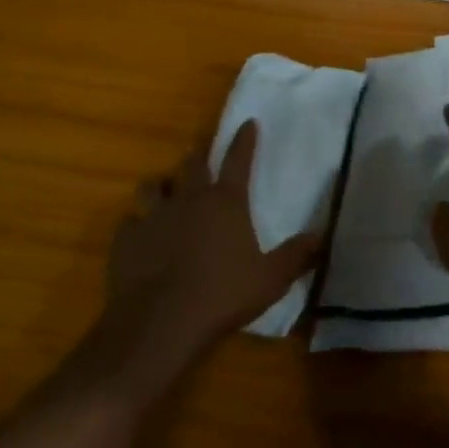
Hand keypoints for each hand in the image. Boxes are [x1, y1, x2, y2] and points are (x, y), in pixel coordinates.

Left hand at [79, 123, 320, 401]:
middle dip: (198, 156)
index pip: (239, 159)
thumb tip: (322, 236)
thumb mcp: (271, 279)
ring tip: (163, 189)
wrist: (160, 324)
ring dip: (160, 185)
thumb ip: (296, 256)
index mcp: (226, 202)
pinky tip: (139, 235)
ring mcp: (154, 217)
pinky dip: (136, 225)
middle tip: (199, 152)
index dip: (245, 140)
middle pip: (192, 165)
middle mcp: (189, 200)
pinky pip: (130, 223)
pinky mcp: (126, 240)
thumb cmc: (222, 296)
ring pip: (153, 186)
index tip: (248, 123)